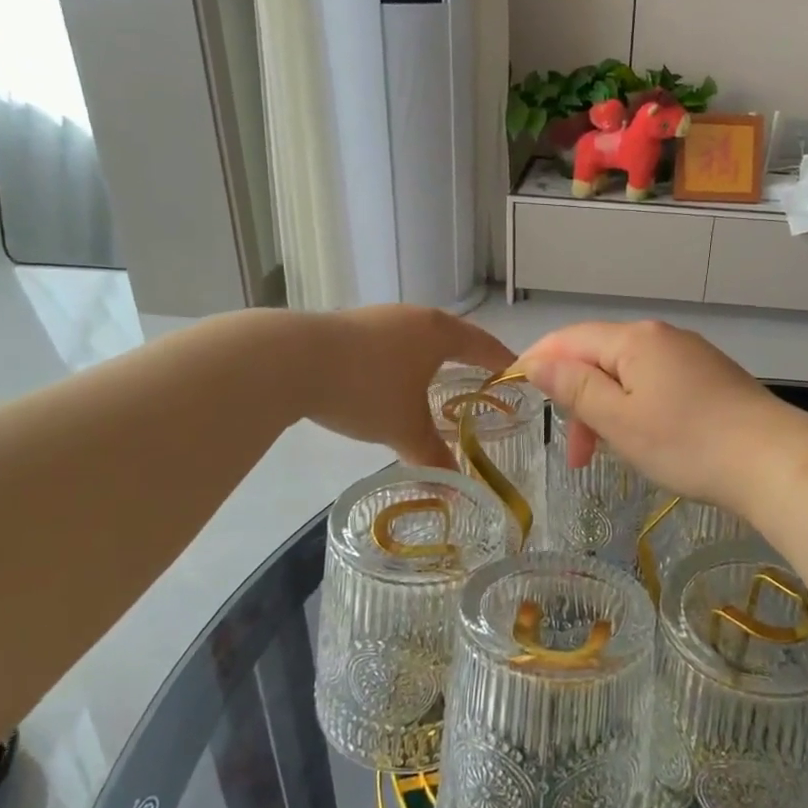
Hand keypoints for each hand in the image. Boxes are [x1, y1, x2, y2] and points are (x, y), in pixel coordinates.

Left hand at [297, 306, 514, 468]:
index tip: (517, 373)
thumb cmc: (366, 389)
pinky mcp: (347, 327)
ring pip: (416, 339)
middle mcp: (413, 317)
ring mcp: (378, 318)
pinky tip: (390, 383)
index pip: (482, 344)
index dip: (502, 361)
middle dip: (467, 359)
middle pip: (451, 337)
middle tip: (481, 381)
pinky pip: (389, 344)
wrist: (290, 361)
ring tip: (436, 384)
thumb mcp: (405, 429)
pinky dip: (400, 363)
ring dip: (430, 360)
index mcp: (438, 332)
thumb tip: (456, 490)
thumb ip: (434, 457)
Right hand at [518, 320, 806, 519]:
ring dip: (607, 411)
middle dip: (578, 400)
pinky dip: (636, 410)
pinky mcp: (712, 377)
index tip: (517, 391)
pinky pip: (656, 385)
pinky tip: (645, 440)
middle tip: (577, 457)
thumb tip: (537, 362)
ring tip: (610, 454)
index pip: (570, 339)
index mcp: (635, 339)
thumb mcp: (619, 420)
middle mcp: (662, 336)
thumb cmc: (687, 442)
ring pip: (629, 375)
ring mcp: (691, 355)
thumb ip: (575, 388)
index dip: (539, 361)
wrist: (774, 462)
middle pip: (600, 358)